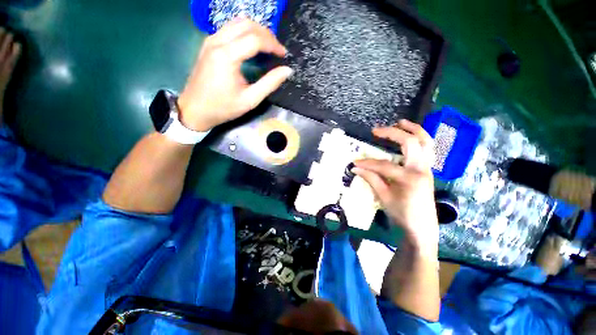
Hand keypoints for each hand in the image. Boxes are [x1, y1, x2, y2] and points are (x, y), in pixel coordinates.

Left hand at [178, 19, 292, 131]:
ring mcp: (211, 40)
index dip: (273, 45)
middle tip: (277, 50)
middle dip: (266, 34)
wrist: (195, 109)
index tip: (283, 55)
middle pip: (247, 25)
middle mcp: (217, 41)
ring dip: (256, 30)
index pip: (255, 39)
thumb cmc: (223, 107)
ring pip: (237, 22)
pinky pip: (230, 28)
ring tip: (268, 46)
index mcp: (227, 56)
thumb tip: (287, 71)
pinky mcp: (208, 43)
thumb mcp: (250, 100)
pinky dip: (245, 32)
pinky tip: (252, 45)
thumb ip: (269, 83)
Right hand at [353, 120, 437, 249]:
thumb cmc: (402, 215)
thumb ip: (371, 179)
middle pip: (411, 143)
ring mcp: (427, 168)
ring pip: (426, 142)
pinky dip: (420, 139)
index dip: (368, 163)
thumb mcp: (384, 198)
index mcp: (410, 178)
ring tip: (401, 122)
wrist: (422, 229)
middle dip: (392, 134)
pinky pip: (428, 149)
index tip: (355, 162)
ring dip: (414, 129)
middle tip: (376, 131)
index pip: (384, 165)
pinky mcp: (427, 170)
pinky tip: (411, 136)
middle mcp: (421, 169)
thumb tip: (356, 168)